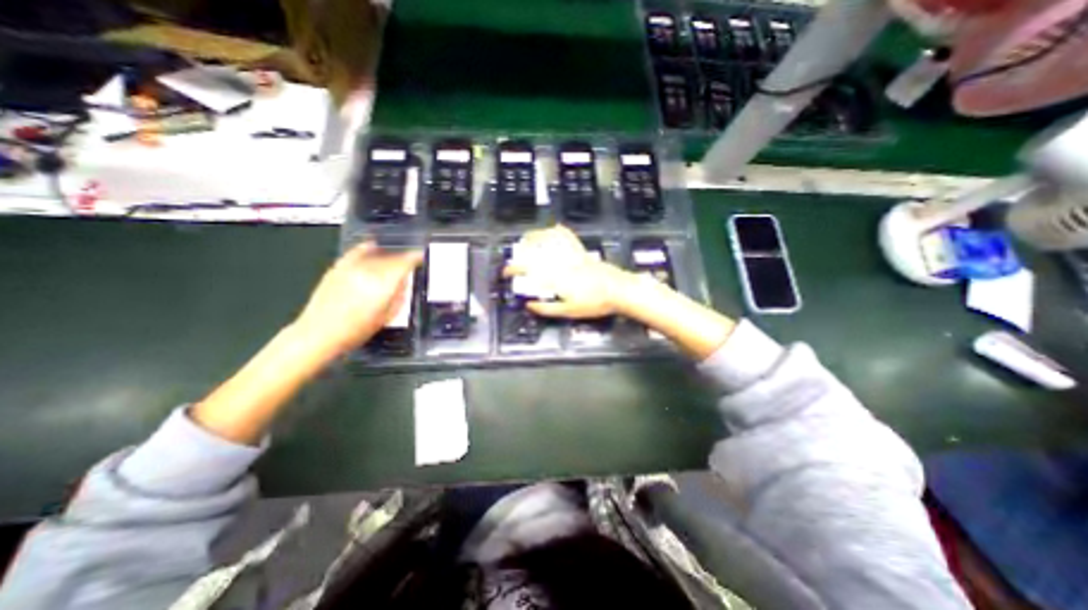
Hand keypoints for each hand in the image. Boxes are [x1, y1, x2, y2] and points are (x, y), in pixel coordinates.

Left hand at [292, 241, 422, 356]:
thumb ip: (399, 296)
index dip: (415, 258)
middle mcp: (368, 270)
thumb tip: (404, 282)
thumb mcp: (387, 316)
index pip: (404, 263)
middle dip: (403, 259)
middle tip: (410, 263)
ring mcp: (352, 267)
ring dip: (388, 255)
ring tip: (395, 258)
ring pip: (376, 254)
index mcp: (383, 283)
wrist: (320, 333)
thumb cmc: (358, 329)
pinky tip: (372, 245)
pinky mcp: (338, 268)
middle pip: (391, 257)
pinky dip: (366, 248)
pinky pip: (356, 252)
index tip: (421, 257)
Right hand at [501, 223, 639, 319]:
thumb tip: (529, 305)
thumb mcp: (568, 312)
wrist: (619, 290)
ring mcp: (571, 254)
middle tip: (514, 257)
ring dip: (535, 237)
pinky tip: (553, 230)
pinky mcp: (581, 251)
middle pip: (535, 250)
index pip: (528, 269)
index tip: (506, 273)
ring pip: (549, 239)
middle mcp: (560, 262)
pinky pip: (567, 236)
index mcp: (555, 277)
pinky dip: (558, 231)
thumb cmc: (594, 303)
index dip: (513, 269)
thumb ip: (546, 308)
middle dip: (520, 251)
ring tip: (527, 240)